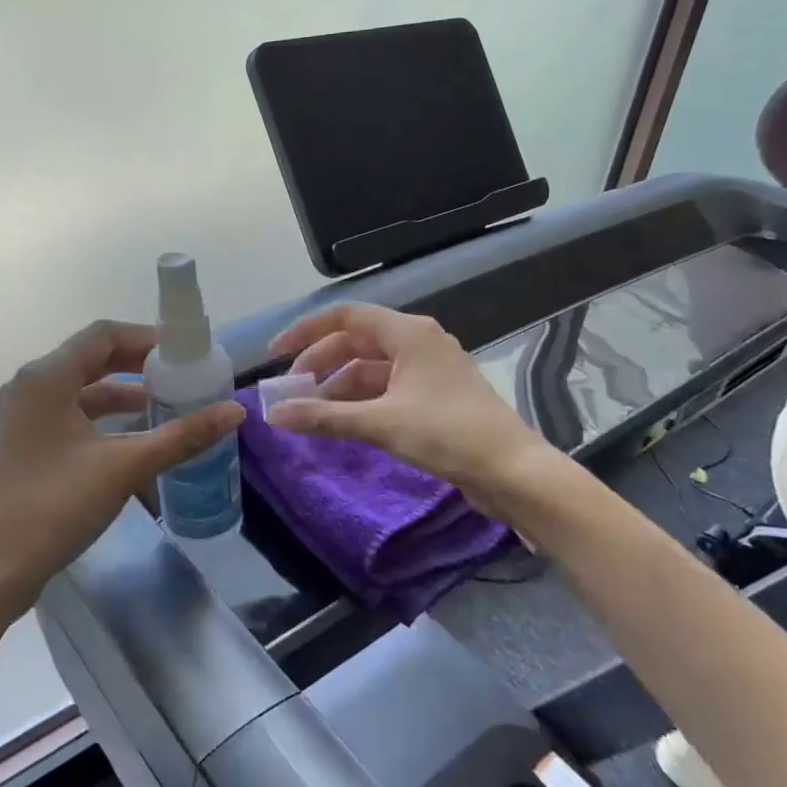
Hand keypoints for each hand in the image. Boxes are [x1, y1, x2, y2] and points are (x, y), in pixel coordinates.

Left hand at [0, 319, 244, 624]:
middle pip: (91, 357)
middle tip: (180, 375)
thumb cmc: (56, 506)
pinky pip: (69, 413)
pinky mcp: (23, 443)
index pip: (103, 335)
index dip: (146, 338)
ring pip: (80, 388)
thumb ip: (182, 436)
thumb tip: (236, 412)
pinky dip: (102, 417)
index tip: (184, 353)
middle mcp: (29, 386)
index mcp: (46, 377)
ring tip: (165, 404)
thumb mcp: (125, 467)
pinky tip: (132, 436)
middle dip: (137, 364)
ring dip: (122, 392)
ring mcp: (22, 416)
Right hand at [267, 302, 555, 516]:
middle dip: (320, 362)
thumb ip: (324, 417)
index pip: (345, 316)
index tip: (277, 354)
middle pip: (356, 340)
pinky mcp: (435, 395)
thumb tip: (274, 415)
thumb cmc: (446, 433)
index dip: (306, 331)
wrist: (512, 470)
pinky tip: (343, 421)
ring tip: (312, 412)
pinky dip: (361, 399)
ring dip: (339, 385)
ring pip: (371, 366)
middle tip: (292, 391)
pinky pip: (387, 386)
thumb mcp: (379, 423)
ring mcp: (428, 368)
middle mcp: (418, 341)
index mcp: (408, 332)